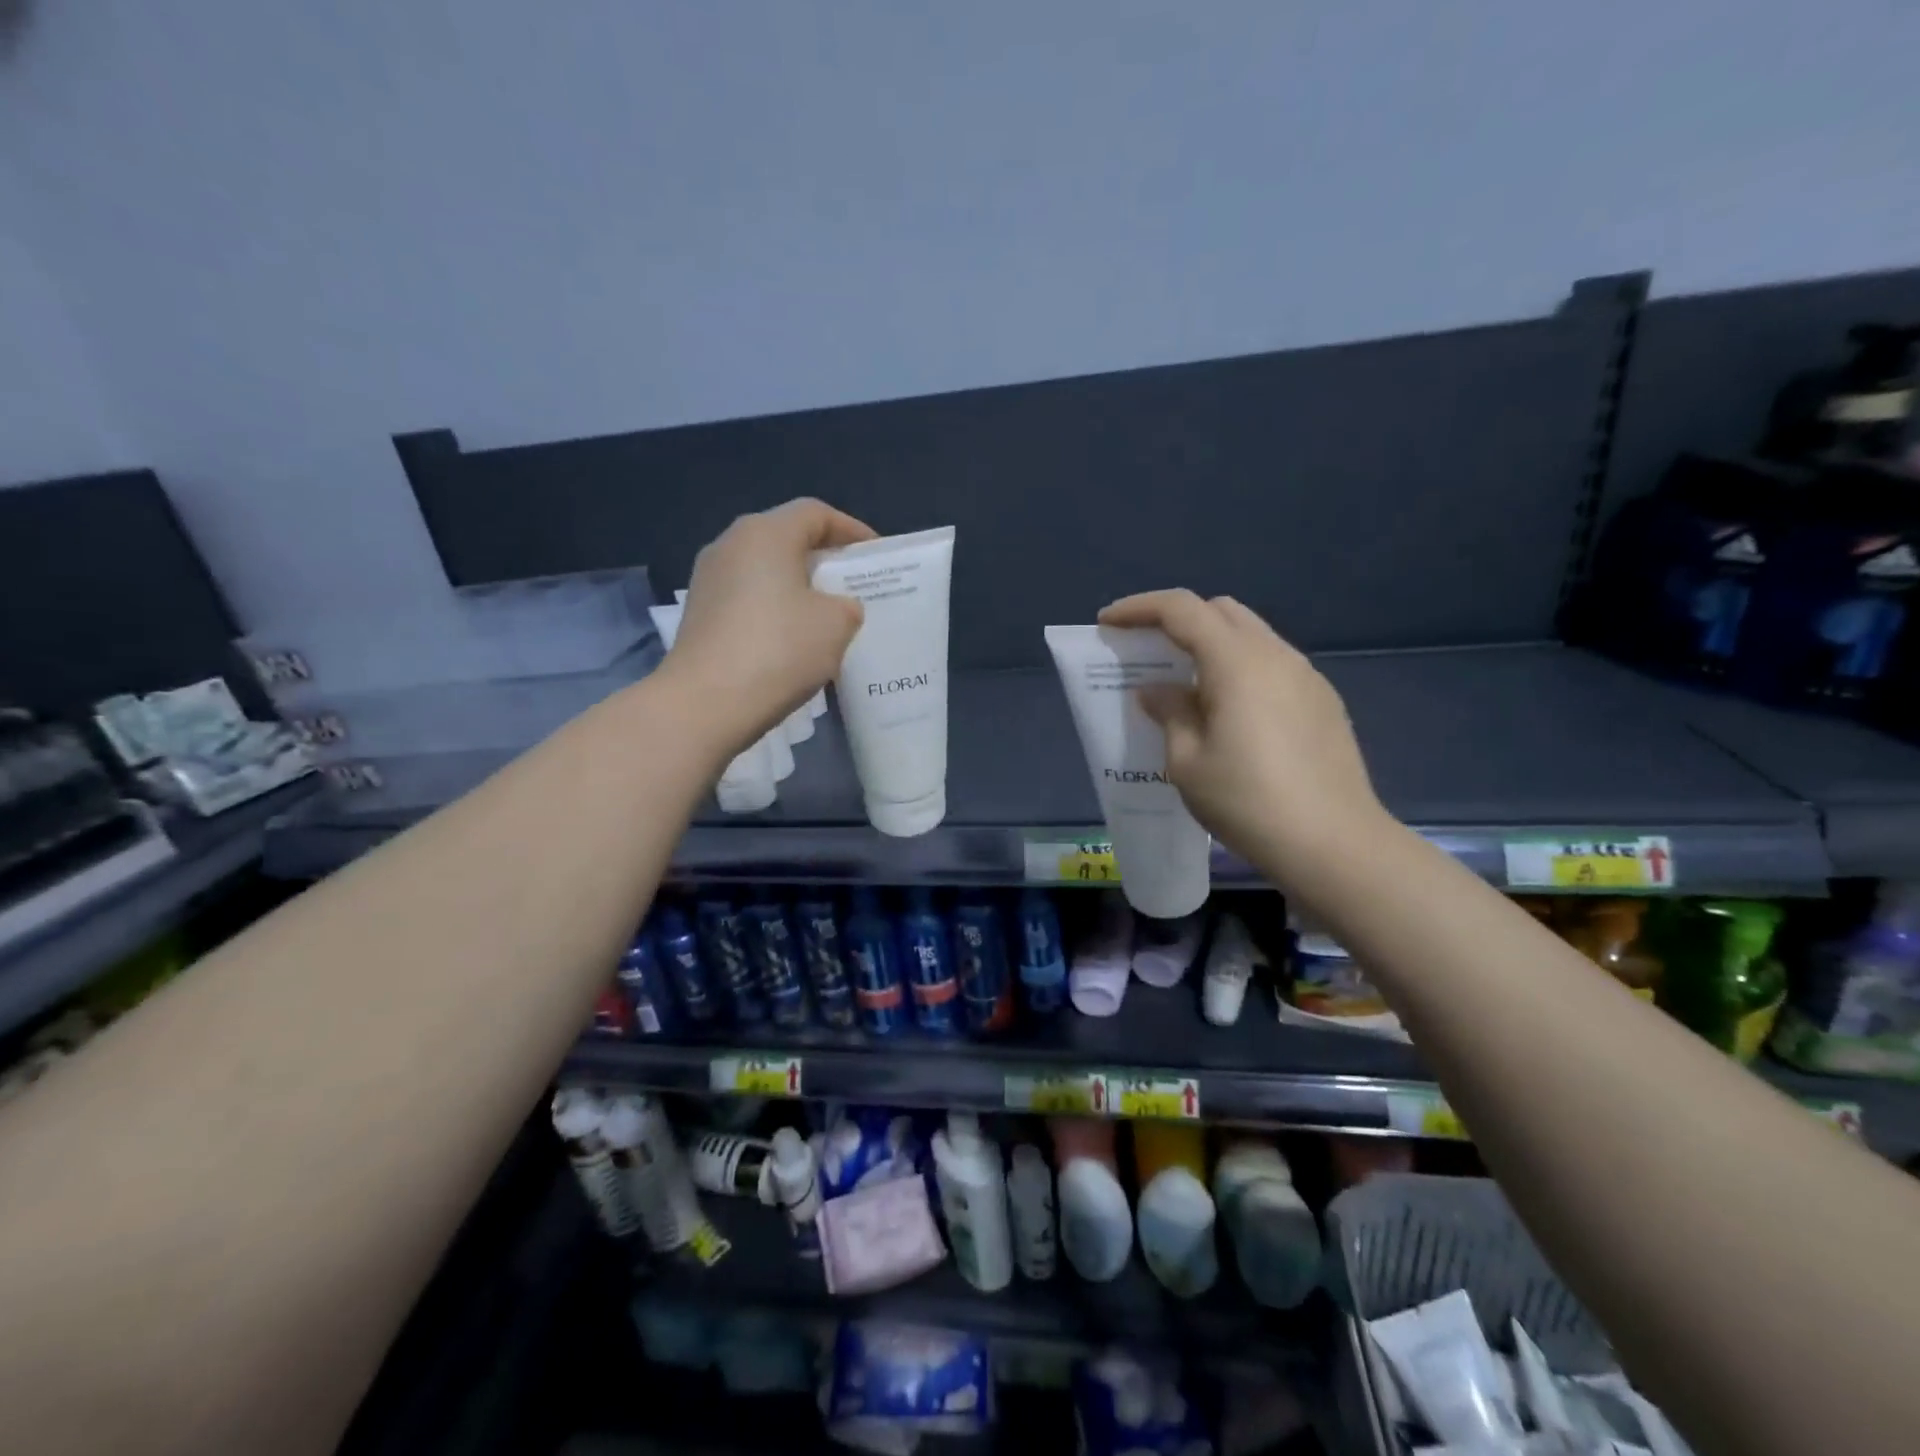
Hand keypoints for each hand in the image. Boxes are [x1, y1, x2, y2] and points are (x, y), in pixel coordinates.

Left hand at [664, 499, 875, 754]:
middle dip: (822, 558)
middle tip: (853, 584)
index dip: (851, 530)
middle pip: (786, 538)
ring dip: (796, 586)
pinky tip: (791, 640)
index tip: (875, 555)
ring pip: (764, 570)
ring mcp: (708, 579)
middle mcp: (730, 544)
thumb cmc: (779, 649)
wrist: (705, 703)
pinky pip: (747, 598)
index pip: (815, 513)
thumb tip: (836, 606)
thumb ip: (846, 605)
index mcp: (766, 533)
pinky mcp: (699, 614)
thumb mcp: (836, 624)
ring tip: (825, 615)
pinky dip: (773, 609)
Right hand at [1097, 590, 1388, 883]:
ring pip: (1250, 636)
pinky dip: (1239, 669)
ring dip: (1211, 645)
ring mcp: (1306, 677)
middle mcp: (1275, 655)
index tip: (1108, 623)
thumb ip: (1169, 713)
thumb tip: (1157, 690)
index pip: (1181, 609)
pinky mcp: (1323, 702)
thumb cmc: (1247, 802)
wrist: (1333, 844)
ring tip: (1185, 686)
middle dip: (1178, 620)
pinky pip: (1272, 665)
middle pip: (1220, 611)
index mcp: (1236, 662)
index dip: (1139, 608)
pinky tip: (1228, 712)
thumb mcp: (1187, 762)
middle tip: (1147, 651)